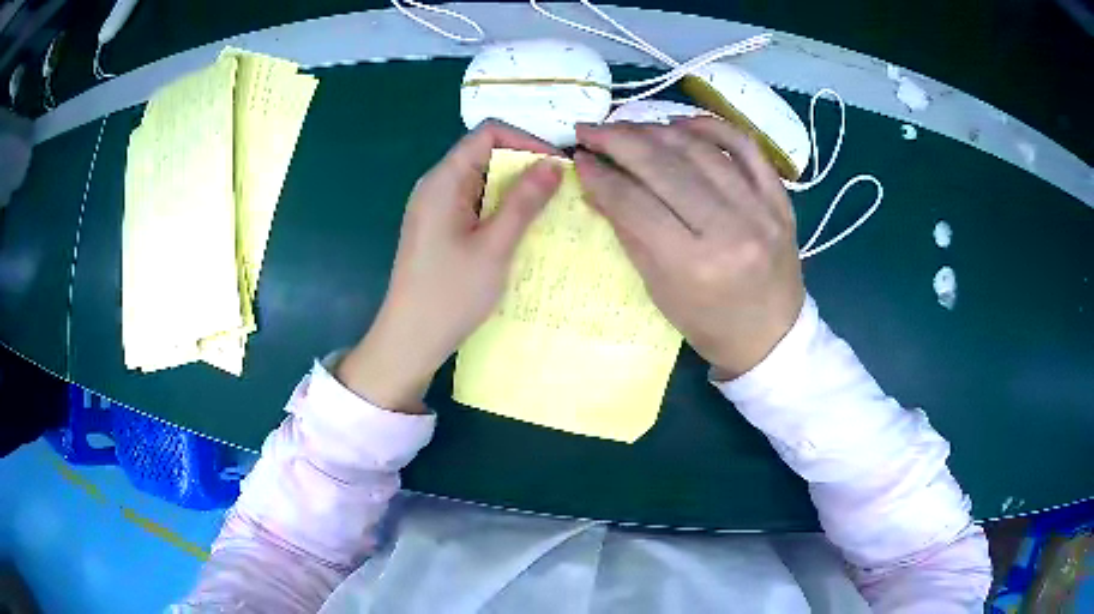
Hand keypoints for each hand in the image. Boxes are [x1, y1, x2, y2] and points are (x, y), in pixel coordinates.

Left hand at [338, 123, 562, 411]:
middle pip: (485, 154)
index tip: (557, 166)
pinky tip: (522, 230)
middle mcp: (437, 186)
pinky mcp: (439, 229)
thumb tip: (553, 164)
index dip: (526, 140)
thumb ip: (524, 202)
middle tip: (561, 192)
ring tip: (549, 211)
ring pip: (483, 181)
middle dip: (525, 167)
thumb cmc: (450, 294)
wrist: (410, 340)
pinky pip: (475, 205)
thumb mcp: (494, 246)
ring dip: (516, 191)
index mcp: (444, 180)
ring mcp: (436, 208)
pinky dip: (501, 209)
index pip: (488, 133)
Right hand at [573, 118, 804, 377]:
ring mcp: (760, 210)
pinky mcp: (779, 199)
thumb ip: (629, 233)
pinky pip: (746, 147)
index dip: (601, 176)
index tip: (579, 157)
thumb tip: (595, 185)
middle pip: (665, 167)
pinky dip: (712, 127)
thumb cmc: (710, 324)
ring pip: (701, 150)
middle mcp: (729, 230)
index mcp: (693, 265)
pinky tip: (682, 122)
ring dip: (657, 130)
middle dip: (620, 141)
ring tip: (628, 126)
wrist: (772, 336)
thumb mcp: (659, 290)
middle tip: (591, 129)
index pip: (635, 203)